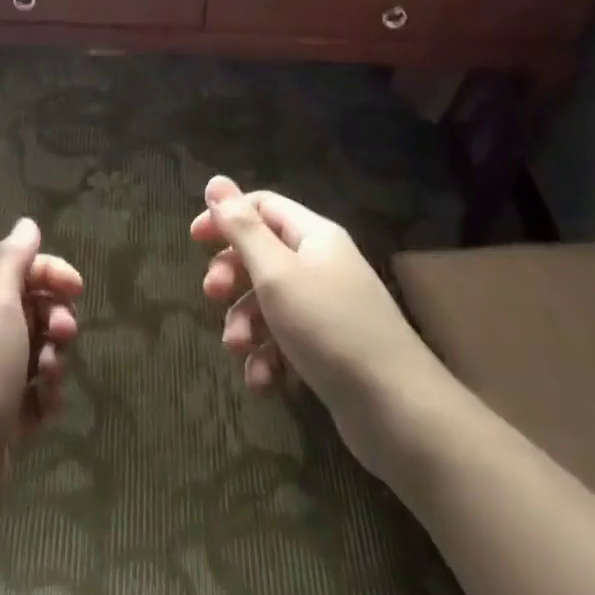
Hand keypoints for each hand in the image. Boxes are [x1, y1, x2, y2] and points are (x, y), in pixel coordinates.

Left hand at [0, 218, 82, 534]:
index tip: (78, 289)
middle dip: (56, 320)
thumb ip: (12, 260)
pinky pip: (36, 394)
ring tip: (49, 381)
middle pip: (33, 310)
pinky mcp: (2, 417)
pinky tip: (45, 411)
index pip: (21, 270)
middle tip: (64, 337)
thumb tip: (26, 222)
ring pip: (39, 353)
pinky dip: (46, 397)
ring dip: (54, 361)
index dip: (52, 274)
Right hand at [191, 174, 441, 477]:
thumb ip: (242, 228)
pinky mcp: (330, 351)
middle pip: (262, 255)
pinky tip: (264, 380)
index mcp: (314, 236)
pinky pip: (286, 341)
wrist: (399, 414)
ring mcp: (328, 310)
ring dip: (246, 323)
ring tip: (239, 349)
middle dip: (232, 276)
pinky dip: (269, 357)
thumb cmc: (330, 328)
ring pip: (269, 302)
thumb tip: (216, 180)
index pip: (262, 206)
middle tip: (211, 295)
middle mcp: (322, 265)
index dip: (226, 217)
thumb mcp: (276, 273)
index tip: (194, 240)